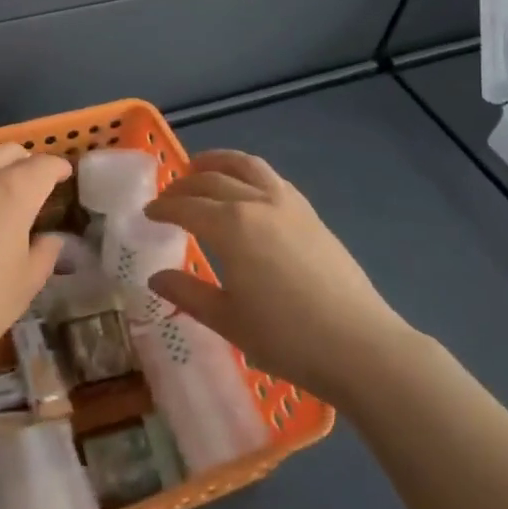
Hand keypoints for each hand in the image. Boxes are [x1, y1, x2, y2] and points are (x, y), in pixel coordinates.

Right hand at [144, 150, 410, 401]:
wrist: (360, 346)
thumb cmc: (287, 339)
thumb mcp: (228, 321)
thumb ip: (188, 294)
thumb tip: (155, 278)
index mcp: (230, 226)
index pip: (186, 206)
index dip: (163, 208)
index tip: (148, 214)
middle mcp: (256, 203)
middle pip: (212, 180)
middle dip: (184, 184)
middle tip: (168, 196)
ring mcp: (288, 204)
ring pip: (246, 166)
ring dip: (218, 162)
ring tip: (201, 166)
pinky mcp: (311, 214)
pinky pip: (271, 178)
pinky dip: (248, 173)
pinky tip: (246, 188)